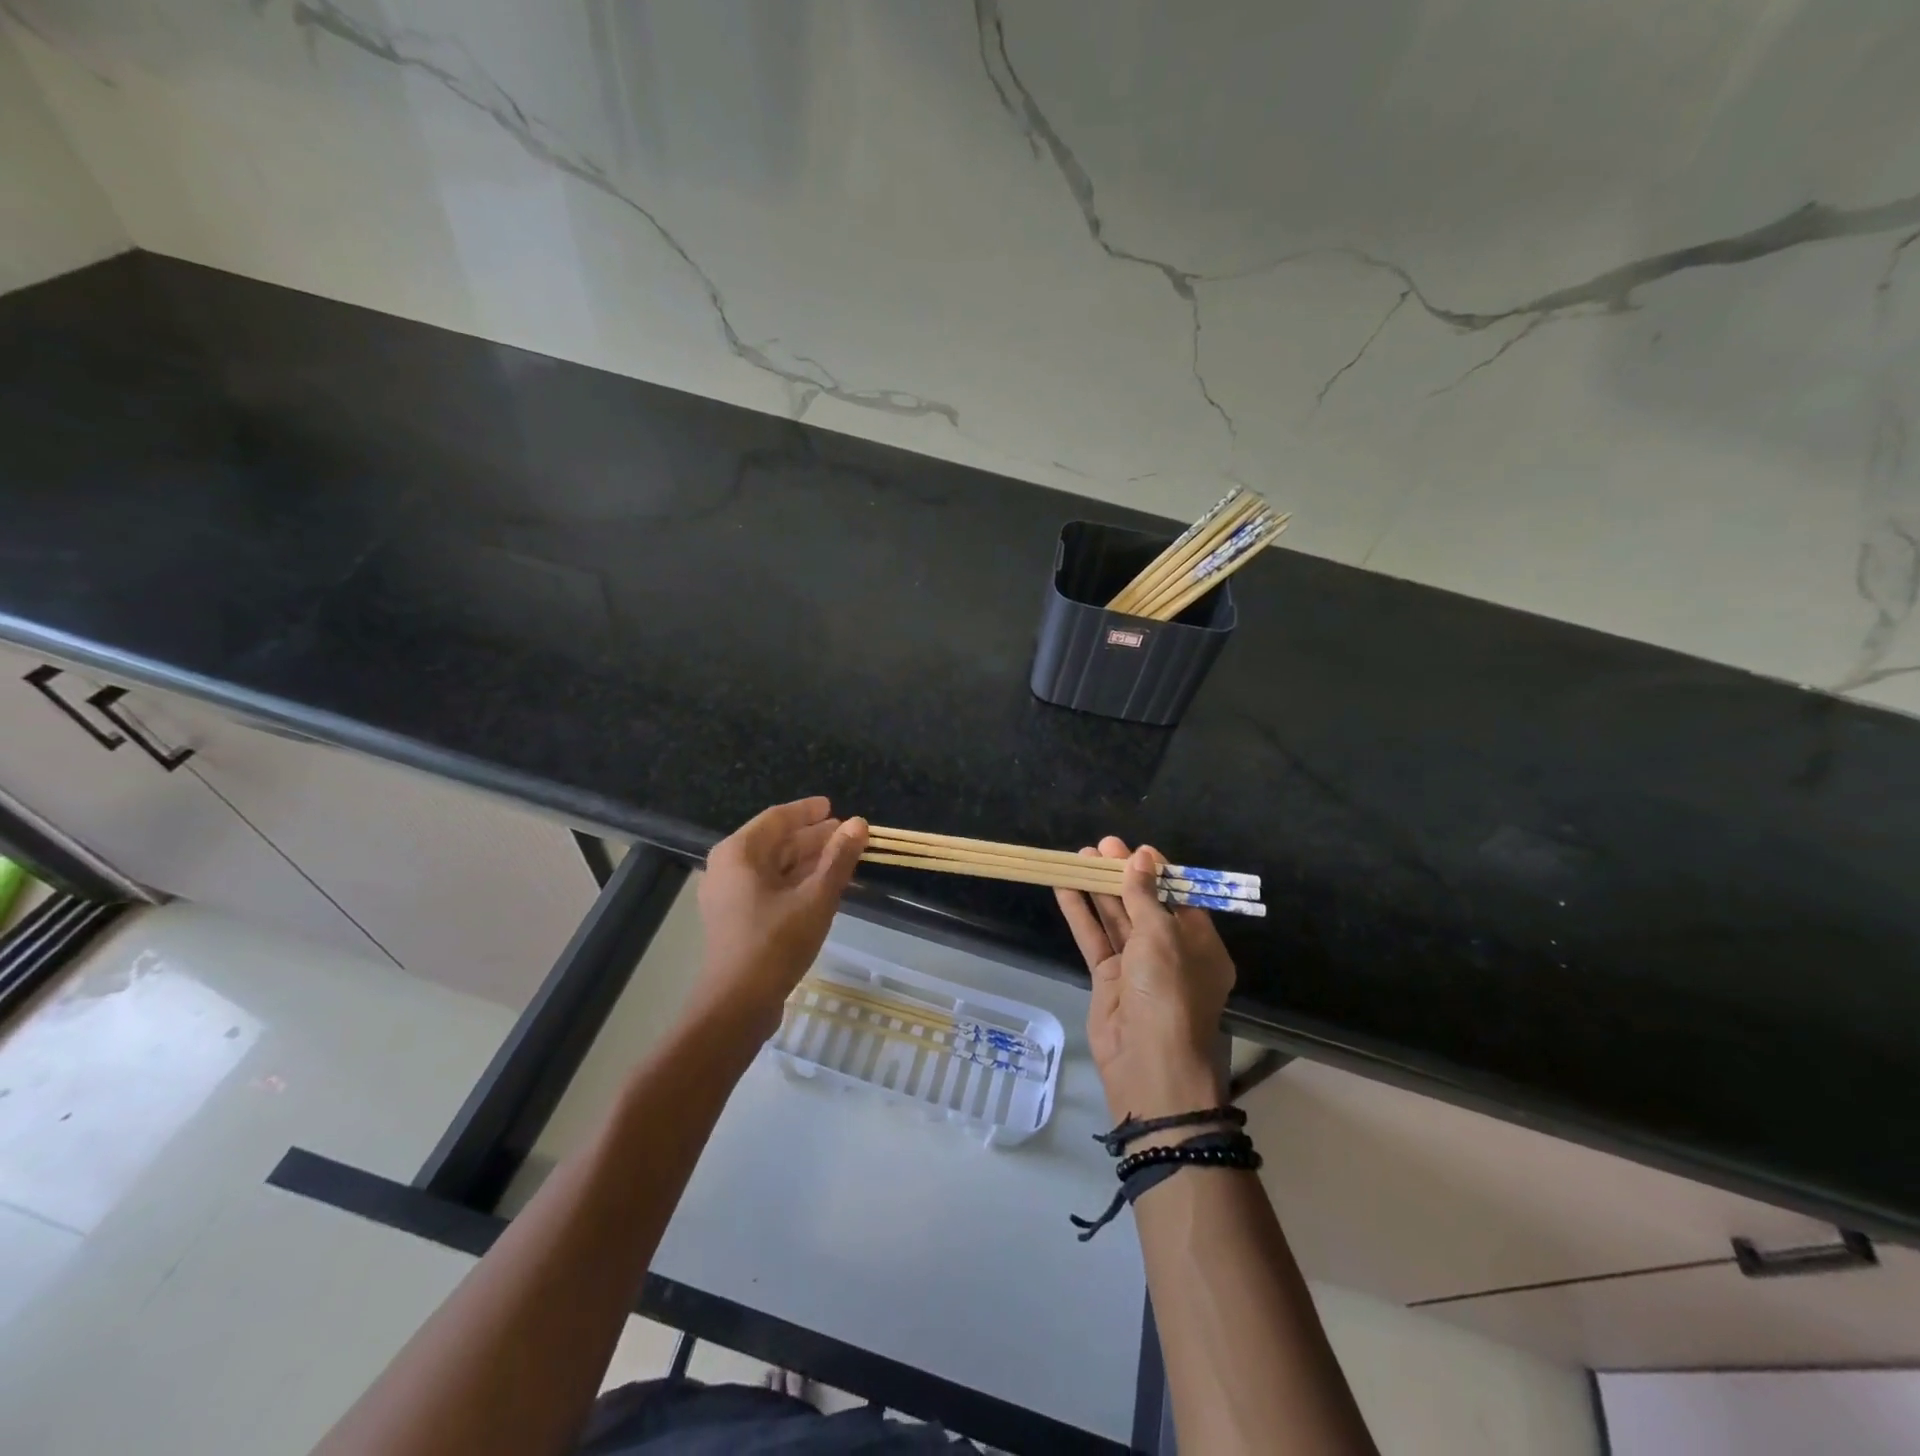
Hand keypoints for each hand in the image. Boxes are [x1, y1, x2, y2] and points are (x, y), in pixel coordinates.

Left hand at [695, 798, 867, 1033]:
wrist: (737, 1005)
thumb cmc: (776, 942)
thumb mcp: (816, 897)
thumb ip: (839, 858)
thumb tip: (859, 823)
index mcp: (739, 853)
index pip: (777, 818)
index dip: (808, 812)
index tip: (833, 807)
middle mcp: (727, 868)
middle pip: (775, 842)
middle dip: (812, 838)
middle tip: (846, 834)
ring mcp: (728, 896)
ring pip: (773, 867)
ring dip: (807, 861)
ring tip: (841, 859)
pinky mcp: (735, 920)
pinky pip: (768, 888)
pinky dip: (795, 882)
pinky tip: (822, 888)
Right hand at [1056, 837, 1236, 1123]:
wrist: (1148, 1062)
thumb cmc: (1169, 991)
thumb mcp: (1162, 936)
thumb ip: (1145, 896)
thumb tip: (1140, 858)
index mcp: (1199, 944)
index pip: (1178, 897)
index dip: (1156, 871)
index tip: (1135, 848)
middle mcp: (1170, 953)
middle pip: (1144, 904)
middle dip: (1122, 875)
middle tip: (1100, 846)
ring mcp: (1137, 967)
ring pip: (1116, 919)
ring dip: (1098, 889)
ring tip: (1079, 857)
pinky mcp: (1108, 979)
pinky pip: (1094, 938)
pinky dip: (1080, 913)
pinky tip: (1065, 887)